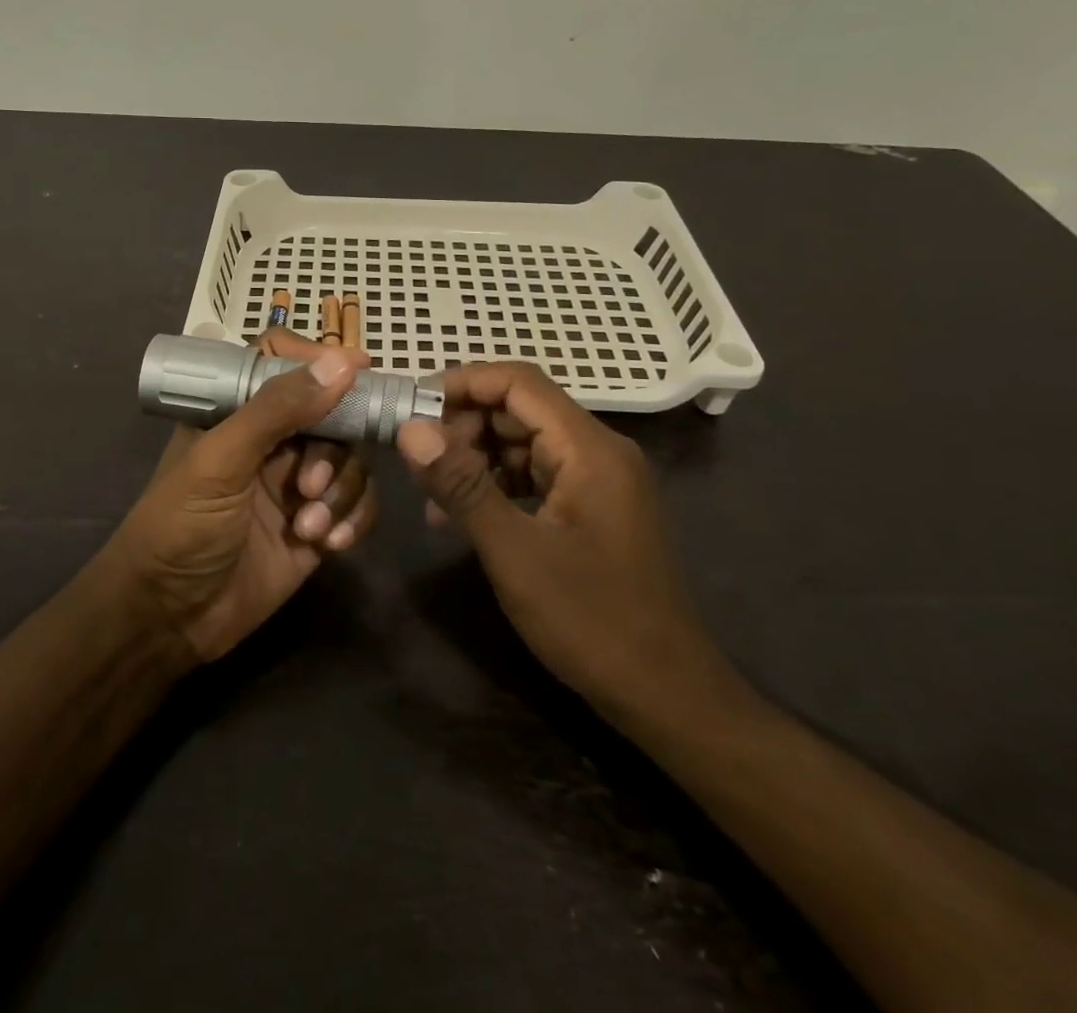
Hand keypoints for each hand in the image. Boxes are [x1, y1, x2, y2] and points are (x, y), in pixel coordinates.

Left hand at [102, 329, 380, 662]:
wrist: (169, 620)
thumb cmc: (179, 527)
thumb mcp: (220, 461)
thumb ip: (277, 410)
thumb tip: (342, 361)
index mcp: (236, 412)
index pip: (282, 364)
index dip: (320, 361)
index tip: (360, 368)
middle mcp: (271, 441)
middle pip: (331, 414)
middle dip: (332, 448)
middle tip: (311, 485)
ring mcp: (296, 484)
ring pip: (350, 461)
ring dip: (341, 491)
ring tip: (309, 526)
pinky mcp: (316, 526)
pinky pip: (357, 505)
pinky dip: (353, 519)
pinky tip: (329, 545)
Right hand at [395, 363, 743, 728]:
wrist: (666, 695)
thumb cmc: (591, 620)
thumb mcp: (514, 551)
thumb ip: (461, 484)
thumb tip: (410, 429)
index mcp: (589, 448)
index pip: (518, 382)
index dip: (461, 383)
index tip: (411, 407)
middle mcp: (598, 451)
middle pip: (520, 409)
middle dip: (463, 426)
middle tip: (418, 462)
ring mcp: (599, 480)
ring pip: (525, 443)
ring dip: (476, 459)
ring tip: (432, 497)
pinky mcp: (593, 508)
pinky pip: (537, 475)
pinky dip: (497, 485)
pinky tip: (463, 517)